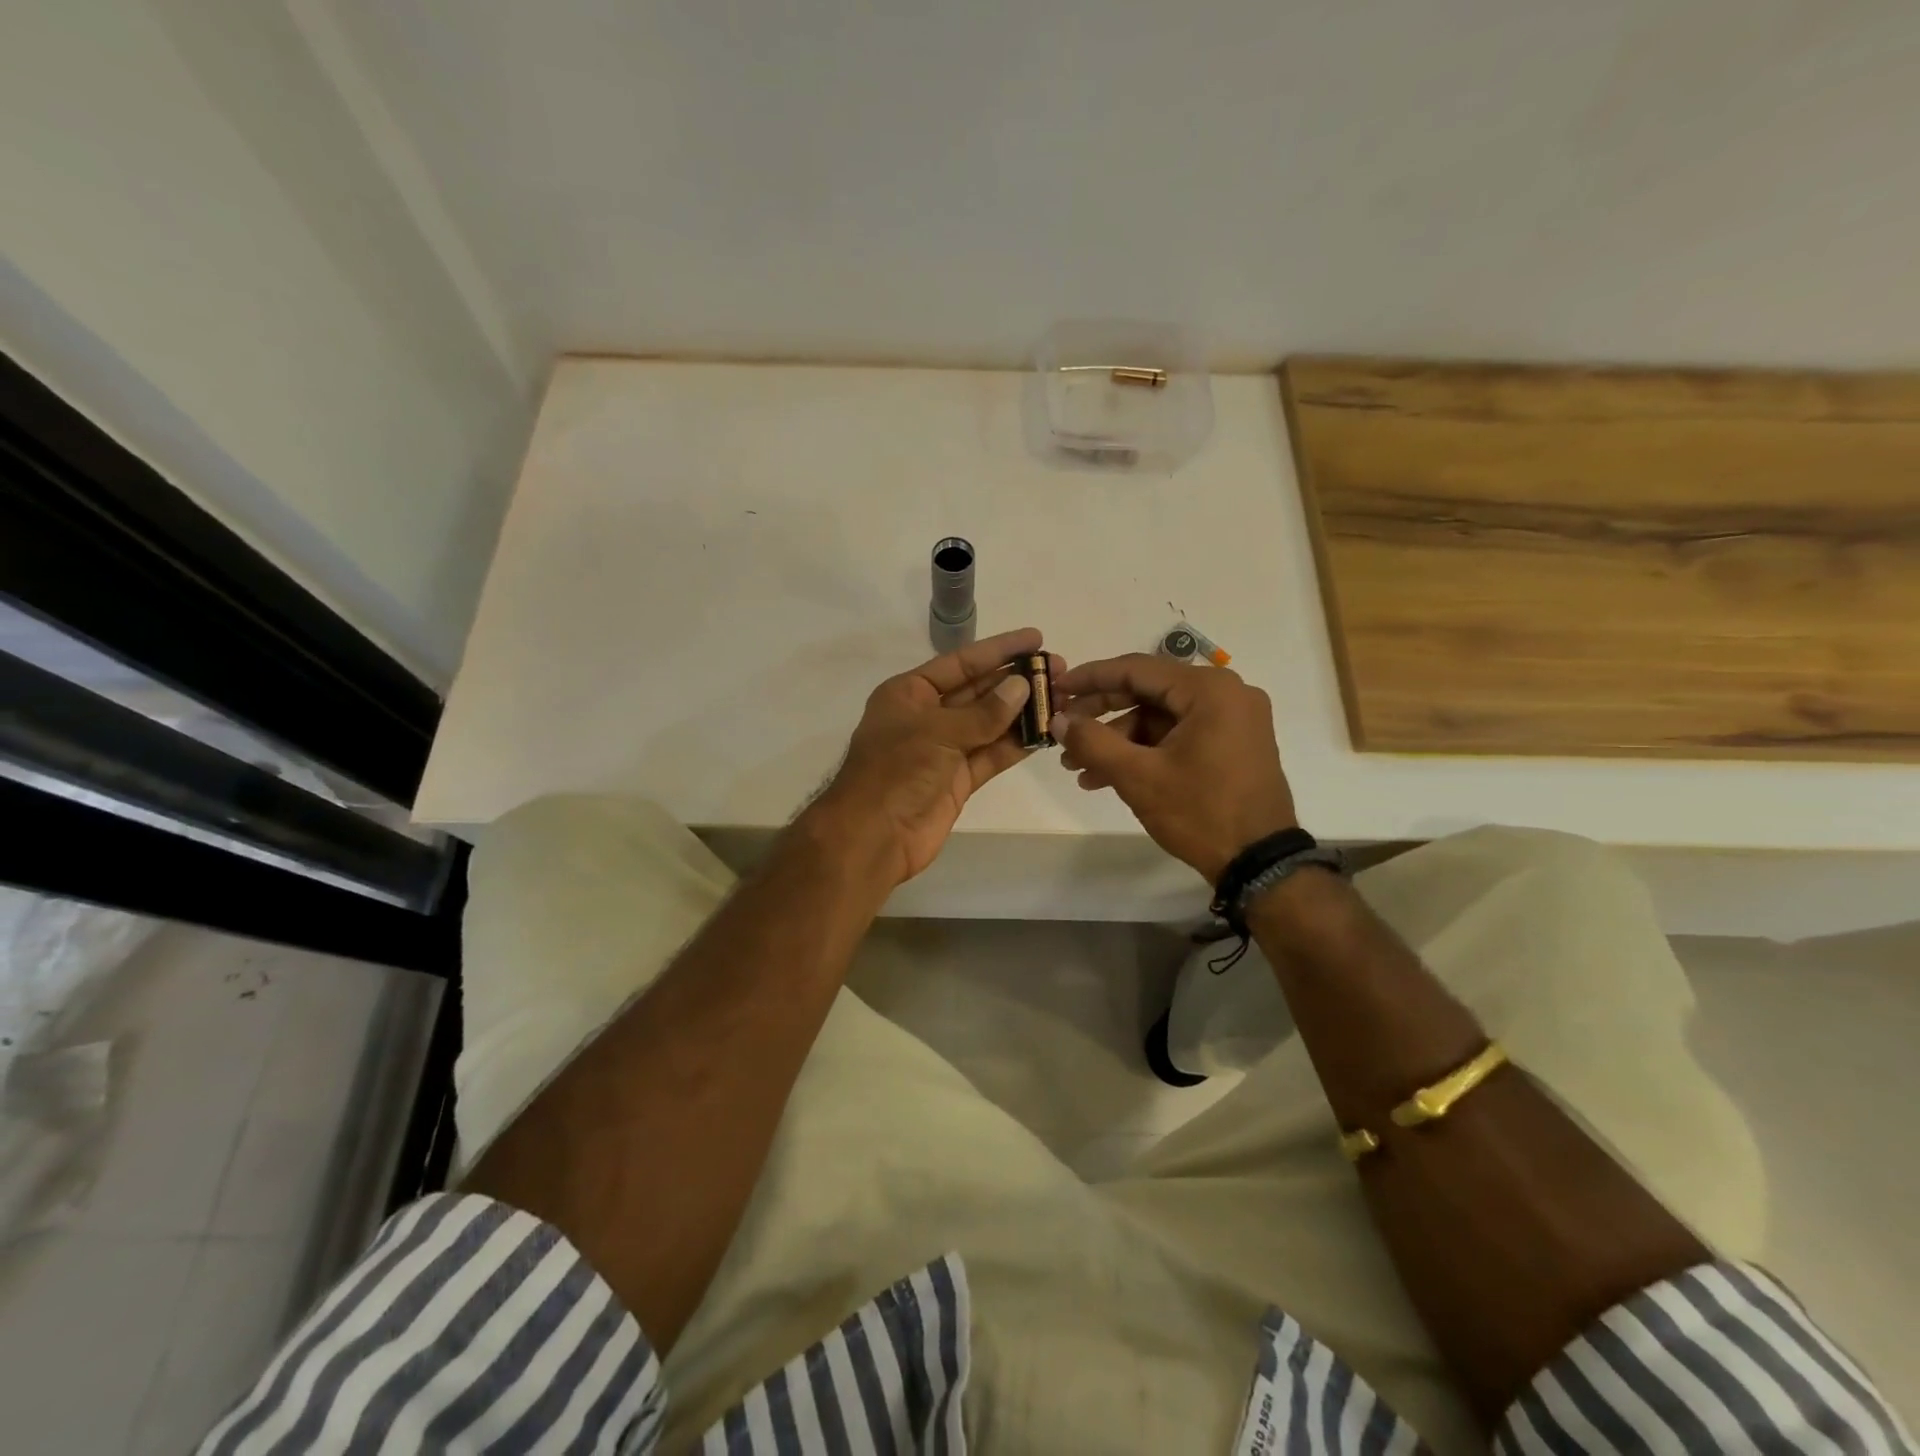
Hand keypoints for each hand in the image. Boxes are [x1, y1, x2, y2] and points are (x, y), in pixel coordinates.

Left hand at [808, 628, 1059, 885]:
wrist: (873, 837)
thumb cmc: (895, 771)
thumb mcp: (937, 732)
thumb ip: (983, 712)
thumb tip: (1021, 686)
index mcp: (909, 693)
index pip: (960, 663)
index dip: (998, 650)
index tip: (1035, 638)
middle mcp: (927, 716)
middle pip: (978, 691)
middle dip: (1016, 681)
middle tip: (1059, 671)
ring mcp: (943, 750)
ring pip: (989, 724)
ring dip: (1022, 713)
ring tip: (1061, 699)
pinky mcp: (957, 780)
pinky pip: (991, 755)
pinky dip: (1015, 745)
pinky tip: (1044, 733)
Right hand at [1051, 654, 1296, 882]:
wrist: (1259, 863)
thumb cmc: (1200, 812)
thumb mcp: (1138, 777)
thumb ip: (1092, 742)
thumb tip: (1058, 720)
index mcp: (1209, 690)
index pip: (1136, 669)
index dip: (1090, 678)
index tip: (1057, 688)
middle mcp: (1226, 693)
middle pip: (1148, 692)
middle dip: (1100, 715)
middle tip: (1063, 731)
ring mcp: (1232, 719)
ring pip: (1159, 718)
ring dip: (1117, 740)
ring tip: (1078, 769)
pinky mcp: (1232, 744)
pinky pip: (1177, 735)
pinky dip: (1144, 751)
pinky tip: (1107, 777)